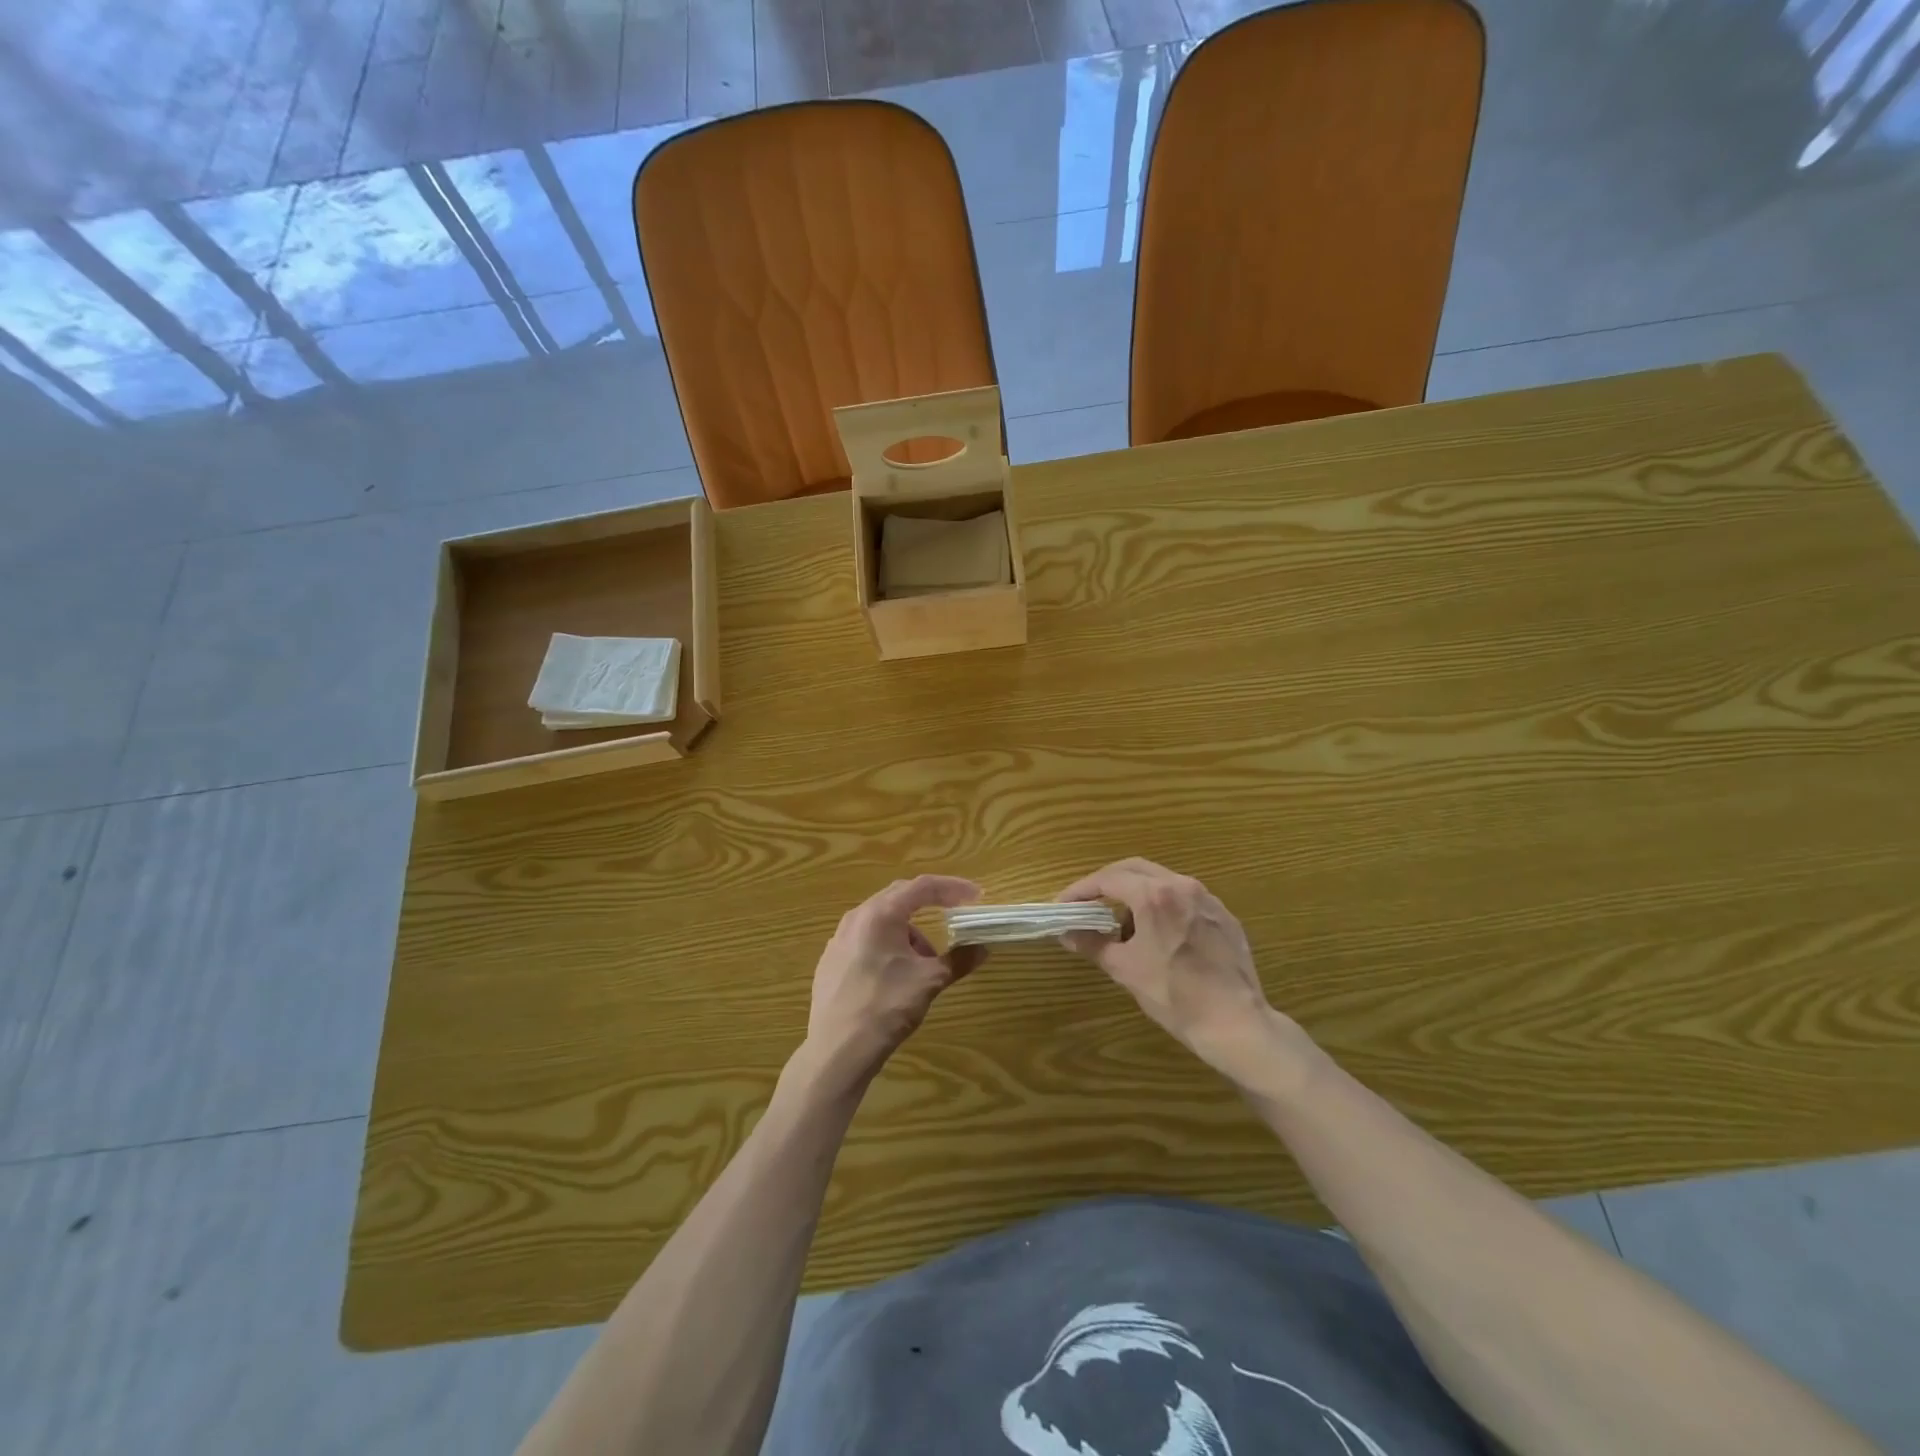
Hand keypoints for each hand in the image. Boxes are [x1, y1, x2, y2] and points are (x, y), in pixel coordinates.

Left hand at [802, 875, 986, 1088]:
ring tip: (925, 961)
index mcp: (880, 914)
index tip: (975, 896)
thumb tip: (981, 949)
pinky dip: (888, 945)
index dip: (952, 887)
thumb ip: (958, 960)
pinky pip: (866, 939)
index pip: (922, 886)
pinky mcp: (831, 961)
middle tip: (954, 915)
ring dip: (909, 932)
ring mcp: (839, 939)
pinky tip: (896, 974)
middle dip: (930, 905)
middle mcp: (856, 918)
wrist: (837, 1051)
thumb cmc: (886, 1007)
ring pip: (881, 920)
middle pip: (899, 897)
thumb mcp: (929, 981)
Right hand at [1059, 858, 1287, 1076]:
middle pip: (1135, 869)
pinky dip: (1163, 906)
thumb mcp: (1125, 969)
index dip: (1080, 890)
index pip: (1108, 879)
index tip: (1063, 905)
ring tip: (1123, 925)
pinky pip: (1185, 899)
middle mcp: (1183, 886)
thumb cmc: (1174, 995)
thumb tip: (1067, 933)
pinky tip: (1159, 935)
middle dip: (1107, 882)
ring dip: (1136, 894)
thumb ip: (1093, 943)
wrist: (1235, 1024)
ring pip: (1162, 881)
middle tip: (1087, 902)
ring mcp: (1208, 899)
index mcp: (1155, 895)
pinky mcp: (1225, 916)